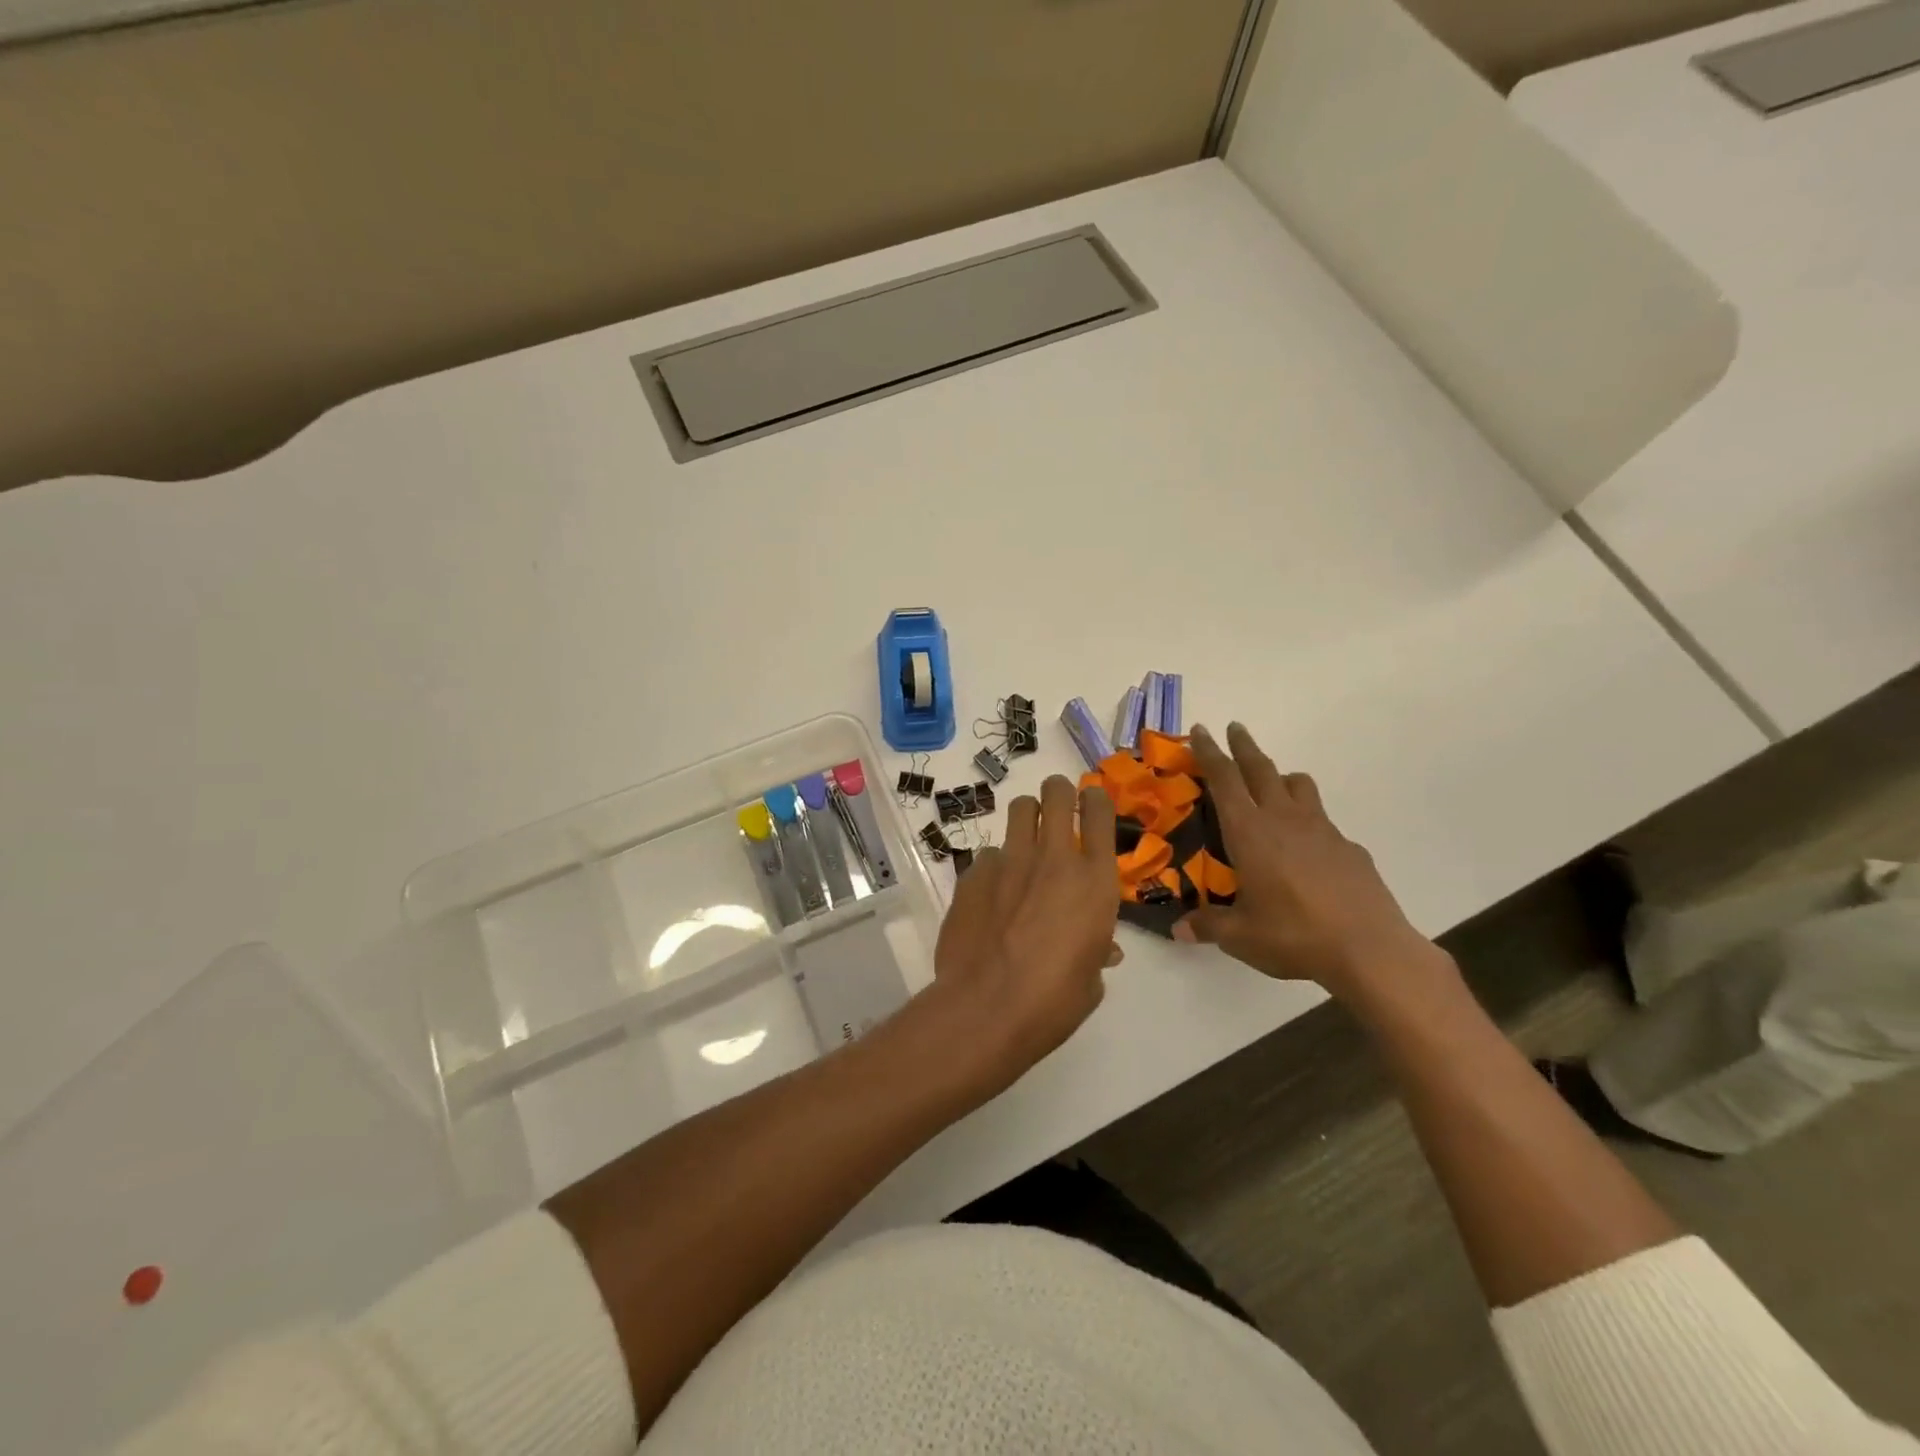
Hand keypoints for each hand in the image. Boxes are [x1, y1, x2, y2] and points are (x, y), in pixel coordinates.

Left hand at [928, 775, 1121, 1087]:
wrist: (986, 1008)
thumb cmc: (1054, 1001)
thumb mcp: (1090, 979)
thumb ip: (1096, 949)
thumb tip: (1102, 949)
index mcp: (1094, 880)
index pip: (1100, 812)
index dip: (1095, 800)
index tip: (1091, 804)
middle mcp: (1053, 858)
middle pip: (1056, 792)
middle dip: (1058, 793)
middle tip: (1057, 809)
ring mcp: (1009, 861)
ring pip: (1019, 809)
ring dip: (1026, 818)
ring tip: (1024, 843)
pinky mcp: (973, 873)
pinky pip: (988, 855)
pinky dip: (995, 866)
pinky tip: (991, 894)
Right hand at [1175, 723, 1441, 998]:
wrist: (1371, 950)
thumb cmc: (1294, 936)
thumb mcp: (1240, 937)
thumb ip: (1208, 926)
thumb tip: (1179, 930)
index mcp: (1250, 832)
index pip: (1224, 780)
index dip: (1210, 753)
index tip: (1201, 731)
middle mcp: (1284, 820)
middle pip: (1261, 769)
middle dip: (1244, 746)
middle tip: (1234, 728)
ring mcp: (1322, 831)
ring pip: (1299, 786)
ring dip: (1281, 776)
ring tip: (1272, 783)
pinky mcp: (1349, 848)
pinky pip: (1322, 821)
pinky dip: (1308, 821)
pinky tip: (1306, 851)